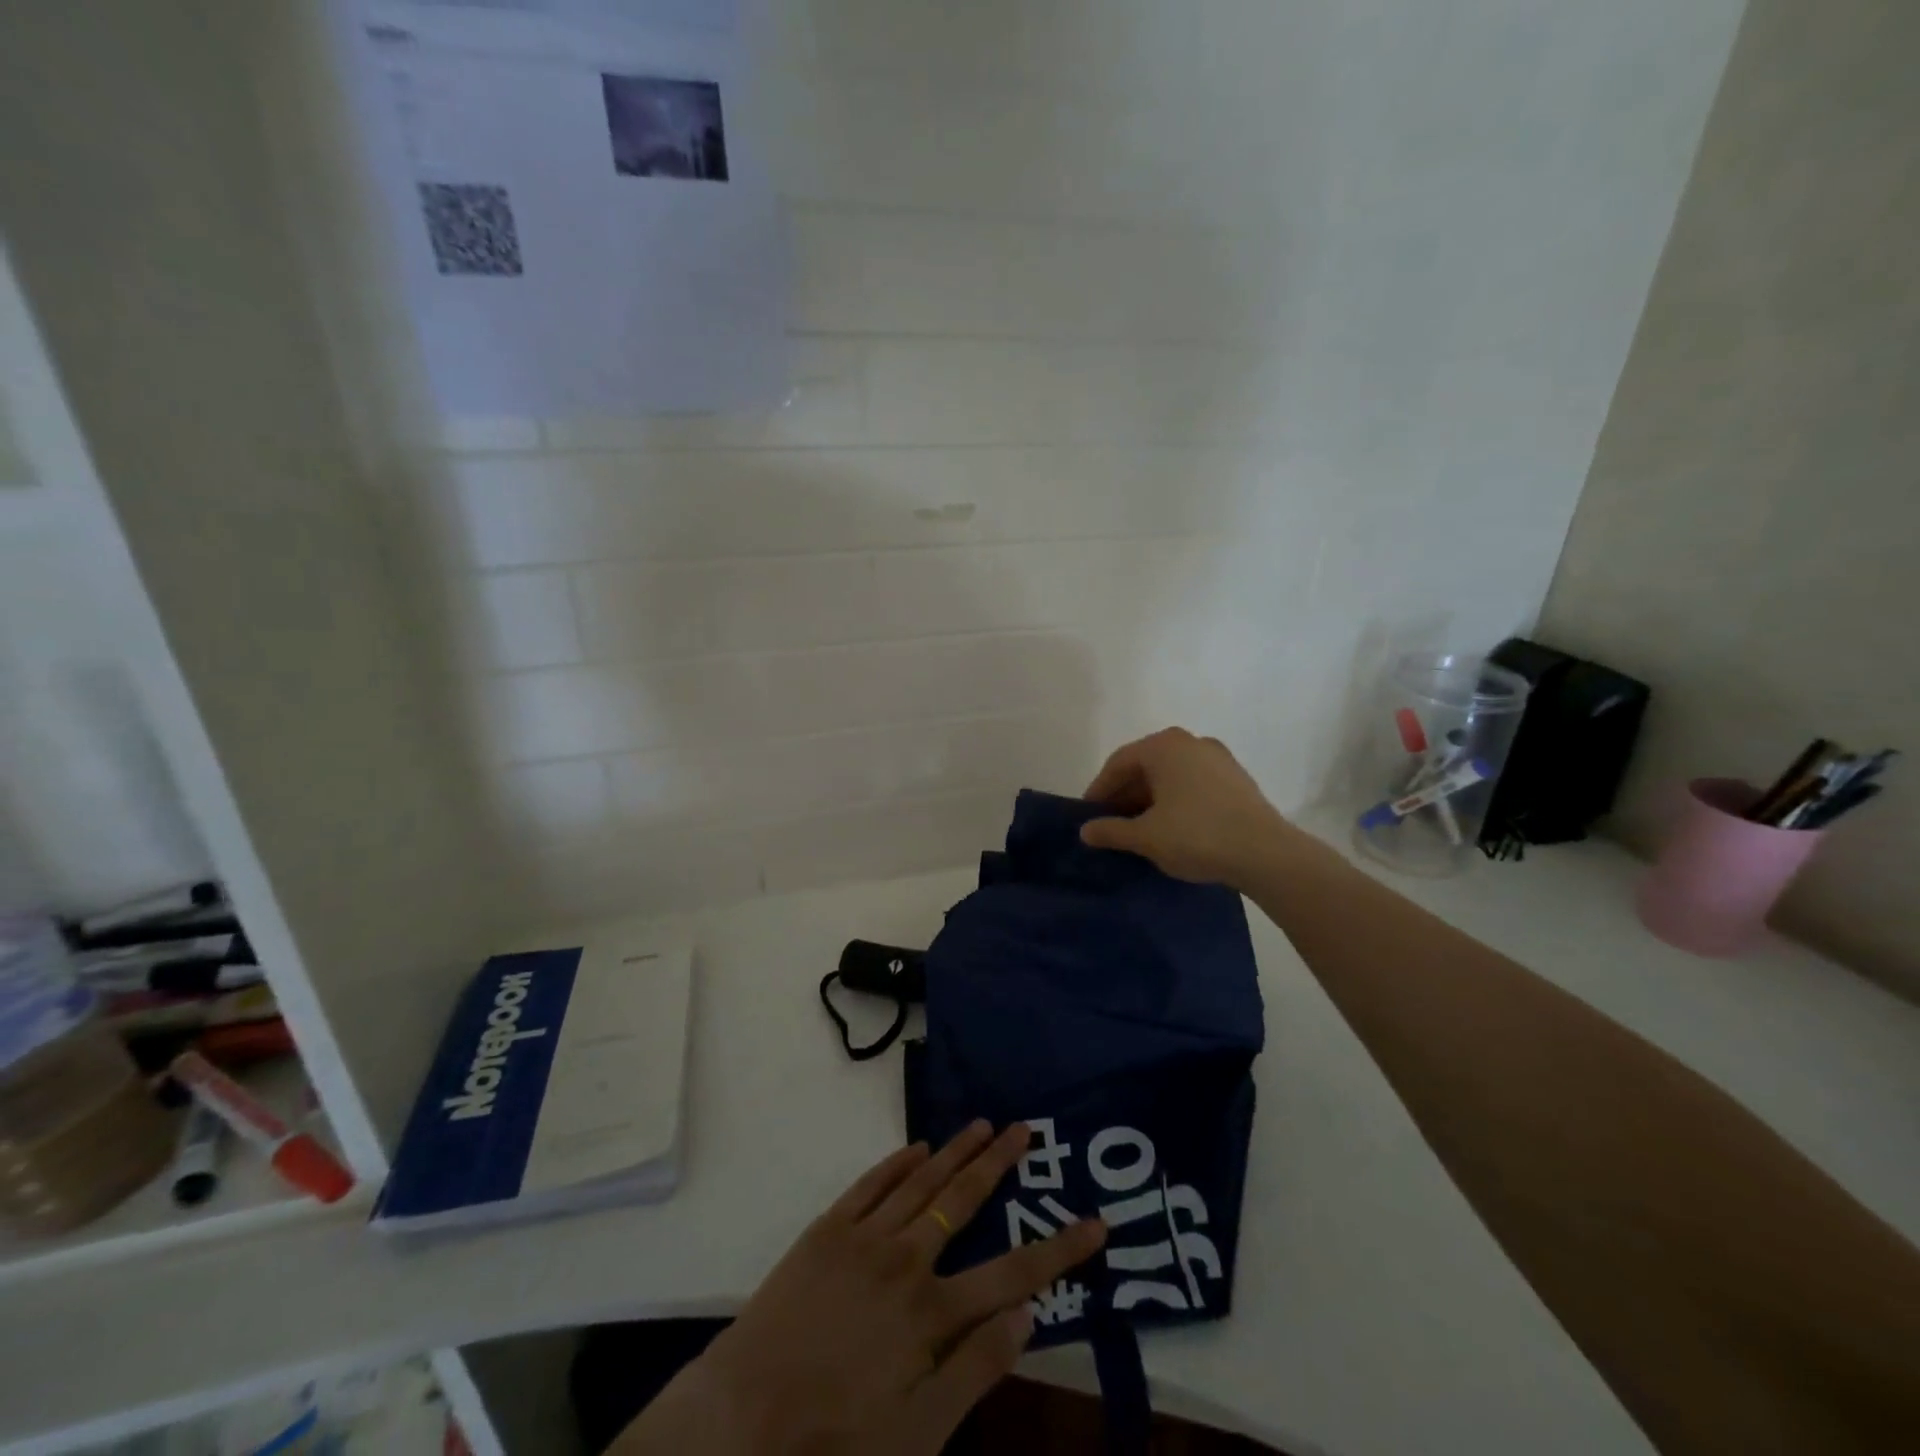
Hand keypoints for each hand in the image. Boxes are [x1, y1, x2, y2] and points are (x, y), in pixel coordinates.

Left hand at [622, 1122, 1105, 1455]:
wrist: (743, 1417)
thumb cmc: (837, 1438)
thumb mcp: (918, 1434)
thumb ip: (975, 1371)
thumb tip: (1027, 1317)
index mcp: (933, 1312)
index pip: (1014, 1274)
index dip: (1060, 1249)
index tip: (1095, 1222)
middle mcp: (905, 1260)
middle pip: (963, 1200)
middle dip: (999, 1162)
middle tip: (1024, 1127)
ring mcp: (864, 1237)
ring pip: (922, 1181)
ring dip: (956, 1151)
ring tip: (983, 1123)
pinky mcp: (827, 1229)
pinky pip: (871, 1184)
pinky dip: (897, 1162)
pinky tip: (917, 1146)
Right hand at [1080, 727, 1296, 890]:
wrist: (1266, 853)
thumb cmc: (1196, 836)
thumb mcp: (1145, 836)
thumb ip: (1111, 830)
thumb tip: (1085, 831)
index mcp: (1164, 746)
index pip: (1118, 763)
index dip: (1099, 790)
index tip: (1088, 816)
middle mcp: (1190, 742)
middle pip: (1145, 766)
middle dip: (1125, 794)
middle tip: (1111, 823)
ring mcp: (1218, 758)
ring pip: (1171, 775)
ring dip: (1150, 799)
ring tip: (1139, 828)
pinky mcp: (1237, 778)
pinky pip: (1193, 784)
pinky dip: (1175, 800)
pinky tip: (1172, 827)